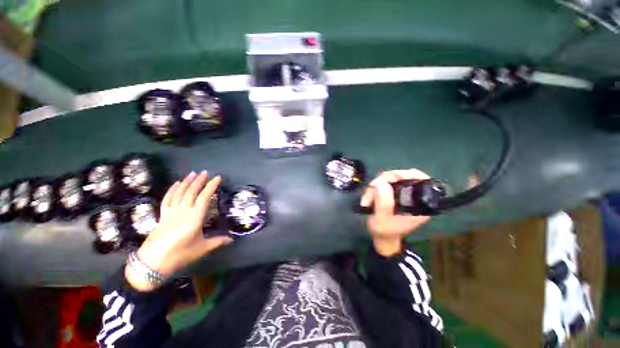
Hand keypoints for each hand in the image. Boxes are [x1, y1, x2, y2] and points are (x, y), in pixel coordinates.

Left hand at [126, 172, 232, 291]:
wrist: (158, 256)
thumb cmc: (182, 253)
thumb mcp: (202, 249)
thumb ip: (216, 242)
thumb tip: (231, 239)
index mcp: (195, 217)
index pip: (205, 198)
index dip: (211, 186)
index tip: (217, 178)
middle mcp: (184, 209)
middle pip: (192, 191)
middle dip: (199, 181)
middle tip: (205, 172)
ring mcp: (172, 210)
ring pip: (180, 191)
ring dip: (187, 181)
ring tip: (193, 173)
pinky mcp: (163, 213)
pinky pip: (168, 197)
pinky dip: (173, 189)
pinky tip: (176, 183)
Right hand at [360, 169, 431, 256]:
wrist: (384, 240)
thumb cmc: (385, 233)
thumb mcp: (382, 221)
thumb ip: (383, 203)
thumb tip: (382, 183)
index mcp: (423, 205)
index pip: (421, 180)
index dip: (405, 175)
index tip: (390, 178)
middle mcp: (421, 197)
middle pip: (407, 175)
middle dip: (388, 179)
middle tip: (373, 187)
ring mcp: (411, 194)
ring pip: (398, 177)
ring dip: (381, 183)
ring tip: (369, 196)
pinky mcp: (403, 193)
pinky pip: (394, 181)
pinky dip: (382, 185)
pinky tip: (373, 193)